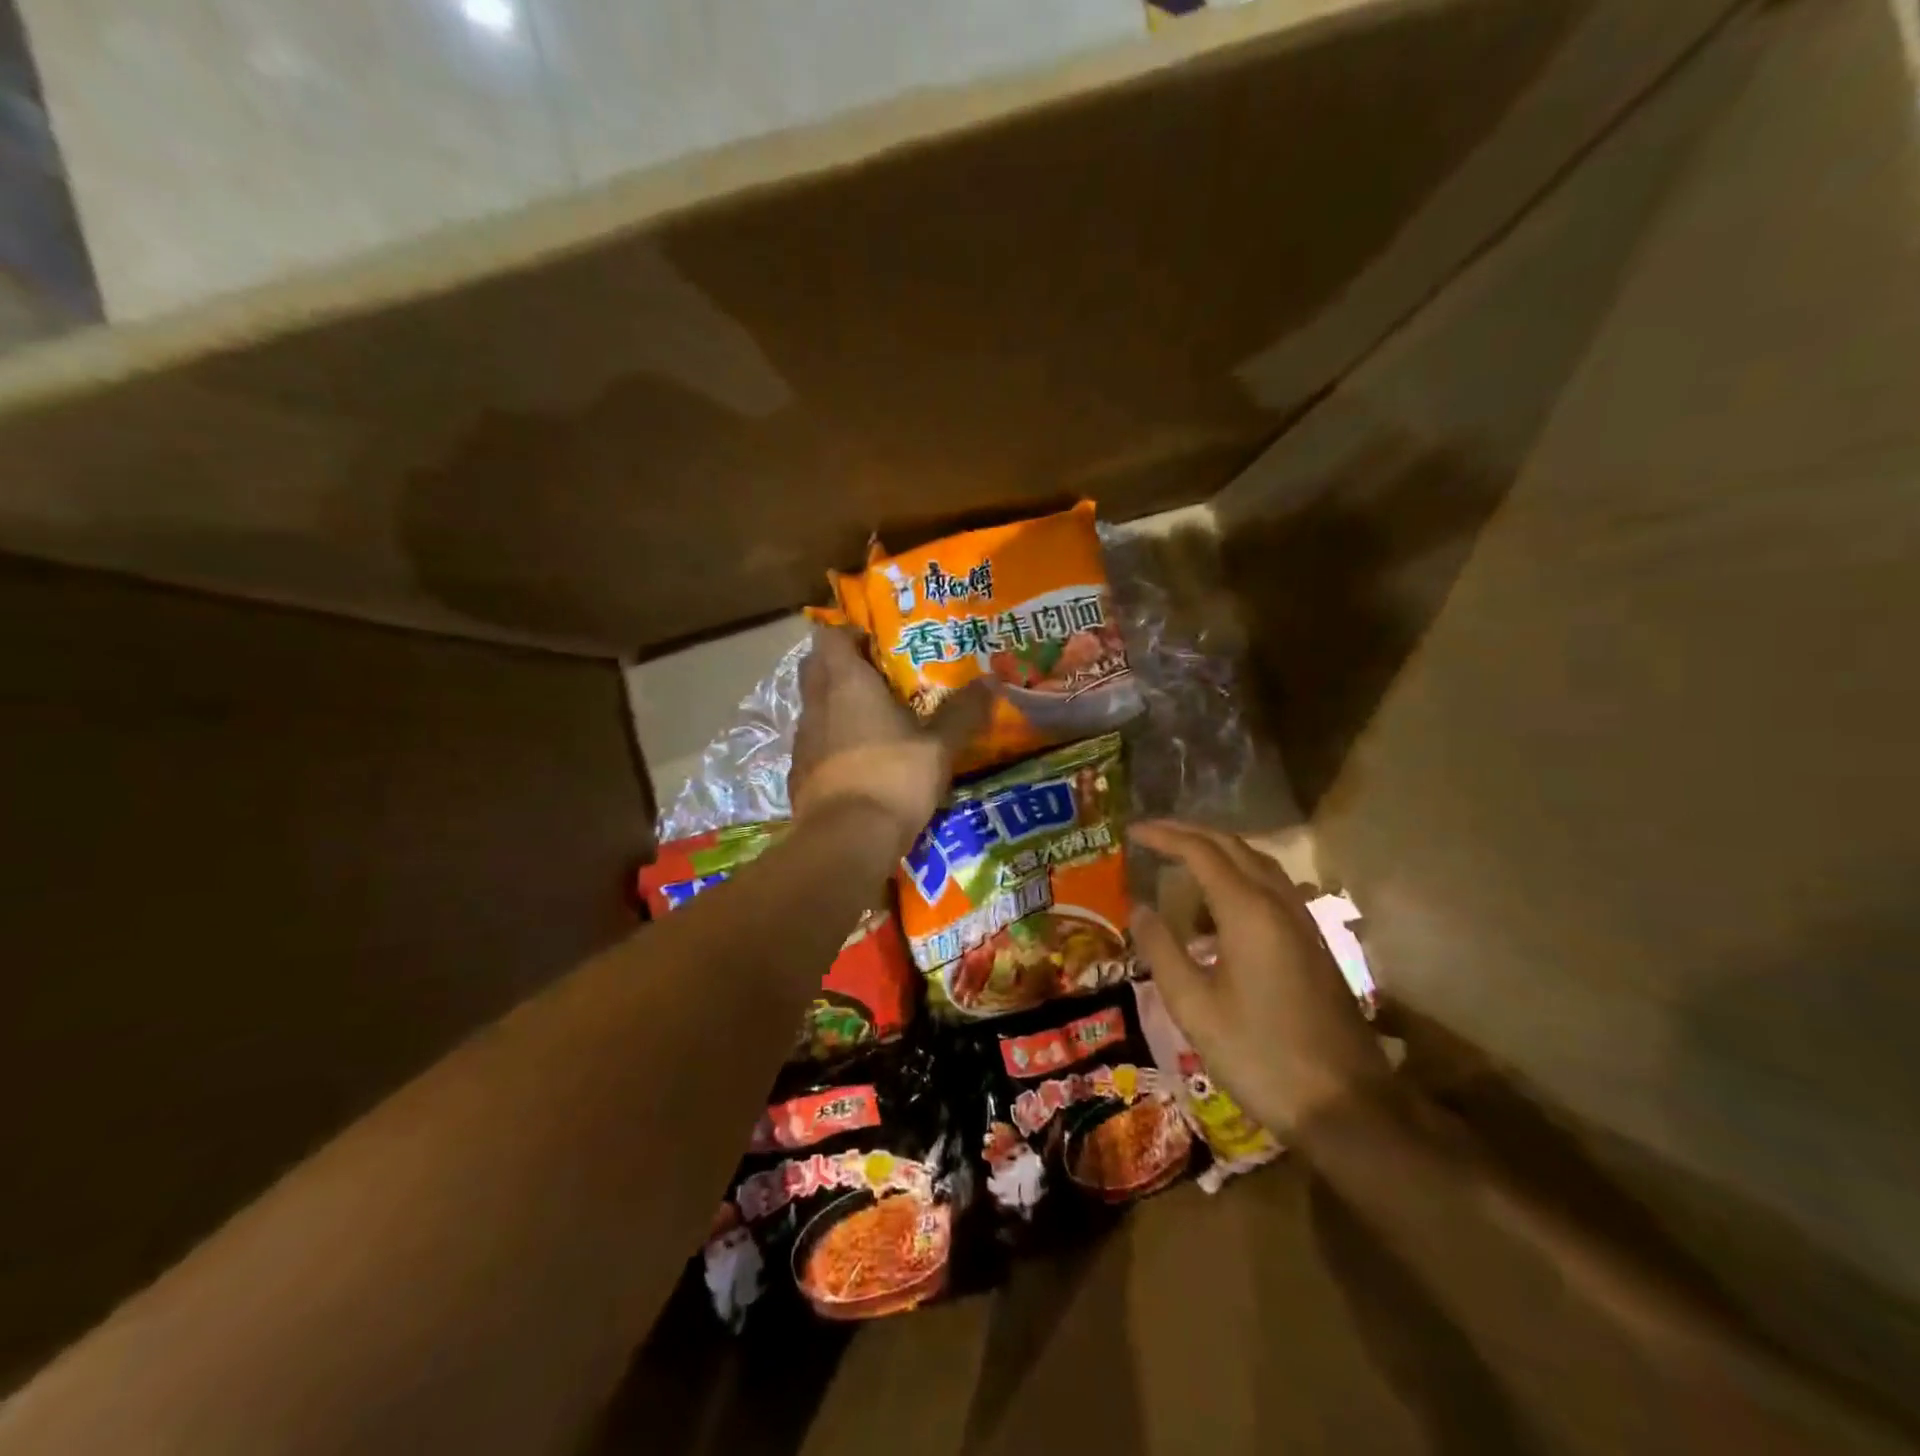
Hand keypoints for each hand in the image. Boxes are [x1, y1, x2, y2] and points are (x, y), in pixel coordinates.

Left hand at [790, 625, 990, 854]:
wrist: (846, 840)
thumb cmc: (894, 777)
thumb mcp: (939, 746)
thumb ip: (963, 712)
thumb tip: (992, 682)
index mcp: (846, 682)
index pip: (830, 636)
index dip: (850, 634)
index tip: (877, 646)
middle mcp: (817, 703)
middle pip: (816, 667)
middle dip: (841, 666)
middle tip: (878, 679)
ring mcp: (802, 739)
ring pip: (814, 706)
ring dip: (836, 705)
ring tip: (873, 721)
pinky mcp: (798, 772)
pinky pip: (814, 743)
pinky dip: (831, 742)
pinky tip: (858, 761)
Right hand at [1128, 820, 1392, 1136]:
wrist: (1346, 1104)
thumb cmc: (1259, 1055)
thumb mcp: (1193, 1006)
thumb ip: (1161, 950)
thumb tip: (1138, 908)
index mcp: (1248, 911)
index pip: (1200, 852)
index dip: (1163, 835)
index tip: (1130, 831)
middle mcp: (1279, 903)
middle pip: (1232, 845)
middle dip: (1189, 833)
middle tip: (1151, 836)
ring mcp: (1303, 921)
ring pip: (1256, 863)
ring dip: (1217, 852)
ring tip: (1180, 864)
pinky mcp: (1313, 942)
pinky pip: (1271, 887)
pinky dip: (1237, 878)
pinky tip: (1218, 910)